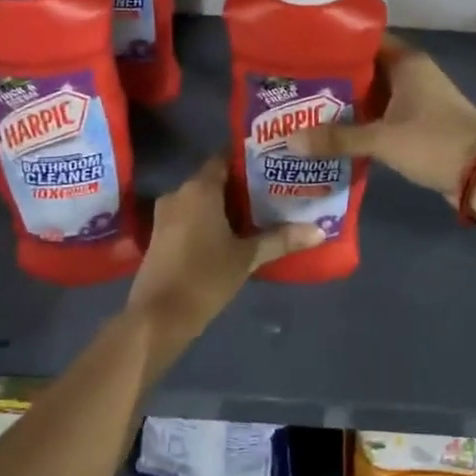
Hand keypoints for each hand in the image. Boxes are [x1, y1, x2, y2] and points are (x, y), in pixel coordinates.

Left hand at [126, 155, 322, 353]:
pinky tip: (235, 233)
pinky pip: (191, 215)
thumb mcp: (247, 258)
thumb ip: (281, 239)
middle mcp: (179, 193)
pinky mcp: (161, 235)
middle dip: (243, 184)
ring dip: (227, 204)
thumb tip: (319, 231)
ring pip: (203, 199)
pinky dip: (211, 219)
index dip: (249, 159)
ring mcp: (165, 215)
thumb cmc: (204, 278)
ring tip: (262, 211)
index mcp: (199, 188)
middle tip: (276, 189)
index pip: (225, 157)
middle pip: (215, 178)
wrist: (157, 318)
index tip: (275, 164)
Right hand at [296, 35, 475, 202]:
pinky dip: (363, 122)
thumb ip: (337, 138)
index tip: (301, 52)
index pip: (364, 40)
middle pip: (365, 69)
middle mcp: (412, 74)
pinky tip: (335, 134)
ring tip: (305, 110)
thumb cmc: (434, 142)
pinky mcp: (420, 123)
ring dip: (347, 103)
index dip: (334, 44)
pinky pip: (383, 116)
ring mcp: (418, 99)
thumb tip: (290, 141)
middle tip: (295, 87)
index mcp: (406, 62)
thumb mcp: (382, 139)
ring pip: (374, 94)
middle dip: (334, 79)